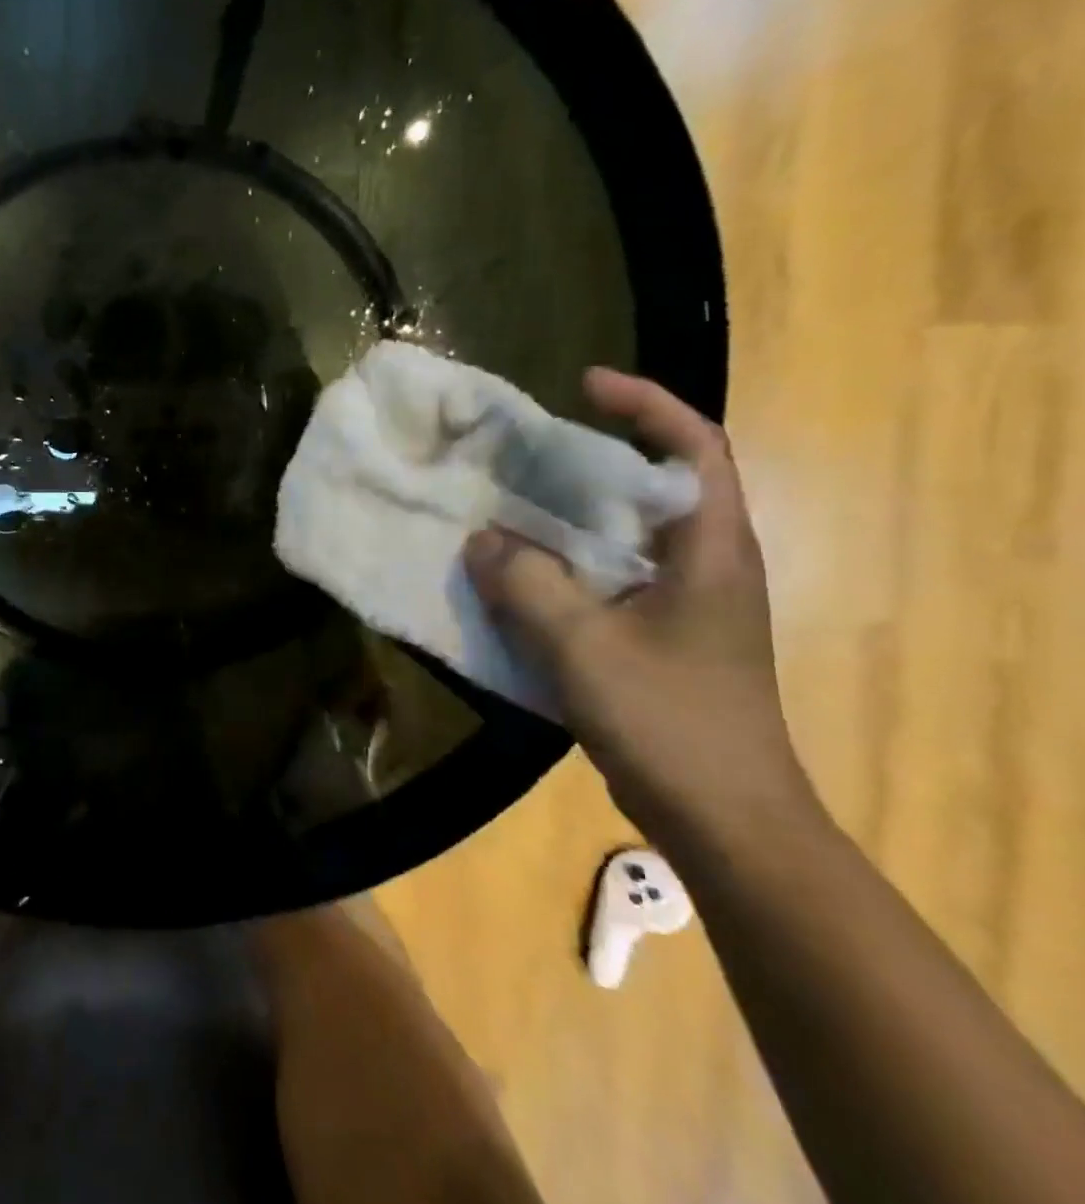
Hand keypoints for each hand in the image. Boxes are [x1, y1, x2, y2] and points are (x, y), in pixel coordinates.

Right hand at [465, 368, 818, 845]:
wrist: (724, 819)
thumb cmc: (669, 720)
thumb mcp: (583, 645)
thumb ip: (527, 583)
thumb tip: (479, 539)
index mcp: (712, 551)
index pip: (694, 449)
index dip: (646, 404)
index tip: (584, 384)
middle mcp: (706, 566)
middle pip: (651, 488)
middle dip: (589, 461)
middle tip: (522, 453)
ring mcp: (684, 607)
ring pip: (622, 537)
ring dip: (568, 518)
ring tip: (507, 508)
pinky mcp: (659, 639)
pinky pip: (604, 581)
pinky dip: (561, 567)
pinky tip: (516, 579)